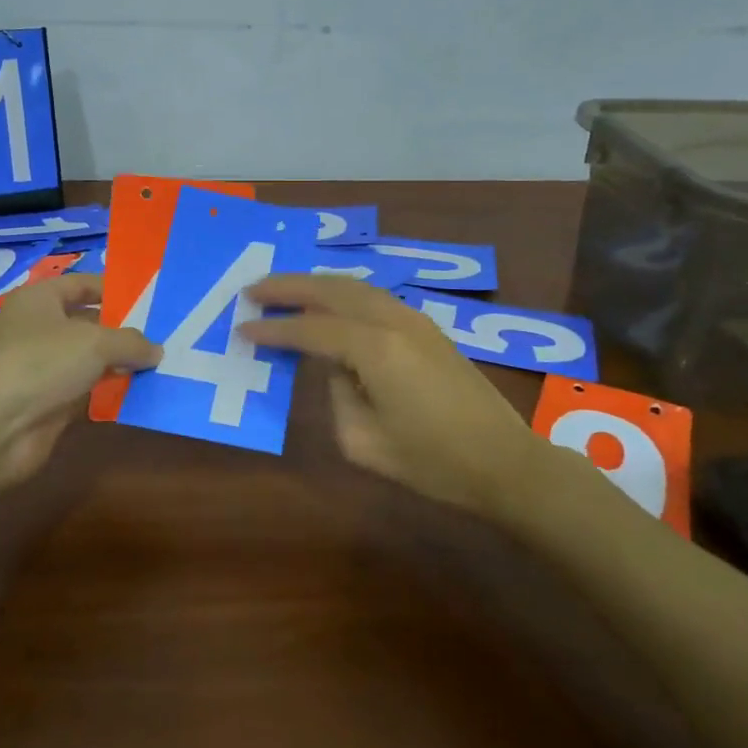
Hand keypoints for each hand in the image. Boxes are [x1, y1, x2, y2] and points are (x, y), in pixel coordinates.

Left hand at [0, 274, 159, 484]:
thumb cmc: (44, 362)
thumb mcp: (95, 342)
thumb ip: (130, 342)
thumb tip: (155, 350)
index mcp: (39, 300)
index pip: (81, 284)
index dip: (113, 289)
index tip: (149, 298)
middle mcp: (38, 329)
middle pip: (87, 322)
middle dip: (122, 329)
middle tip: (163, 334)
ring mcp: (42, 367)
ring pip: (88, 359)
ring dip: (119, 363)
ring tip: (160, 363)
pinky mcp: (49, 401)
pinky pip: (86, 389)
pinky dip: (109, 391)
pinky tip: (140, 392)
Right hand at [239, 274, 549, 516]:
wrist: (504, 462)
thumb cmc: (433, 461)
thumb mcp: (363, 442)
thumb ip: (336, 395)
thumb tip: (336, 368)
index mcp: (374, 349)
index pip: (310, 330)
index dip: (274, 329)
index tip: (242, 329)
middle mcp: (393, 321)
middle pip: (331, 291)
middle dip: (288, 286)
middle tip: (253, 289)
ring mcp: (414, 320)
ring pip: (354, 286)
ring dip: (315, 285)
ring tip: (282, 289)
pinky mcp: (427, 328)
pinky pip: (373, 297)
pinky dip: (342, 293)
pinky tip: (328, 303)